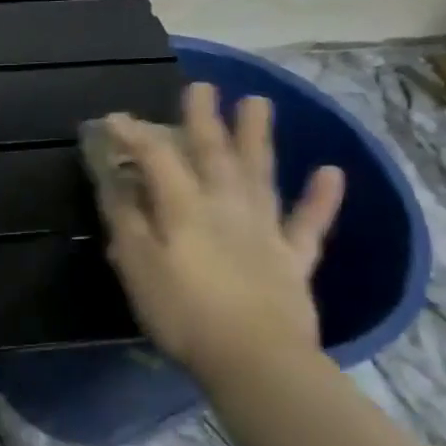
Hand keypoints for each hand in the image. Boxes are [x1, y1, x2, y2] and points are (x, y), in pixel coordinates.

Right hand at [93, 82, 344, 379]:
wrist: (254, 358)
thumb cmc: (182, 312)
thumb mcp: (137, 265)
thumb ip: (125, 218)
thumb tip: (116, 179)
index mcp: (185, 207)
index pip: (157, 157)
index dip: (135, 134)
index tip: (114, 119)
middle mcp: (227, 206)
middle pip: (214, 154)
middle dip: (203, 119)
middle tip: (202, 86)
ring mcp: (265, 229)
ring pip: (260, 173)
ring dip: (258, 137)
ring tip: (258, 103)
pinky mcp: (293, 258)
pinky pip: (308, 222)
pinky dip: (321, 198)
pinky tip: (331, 172)